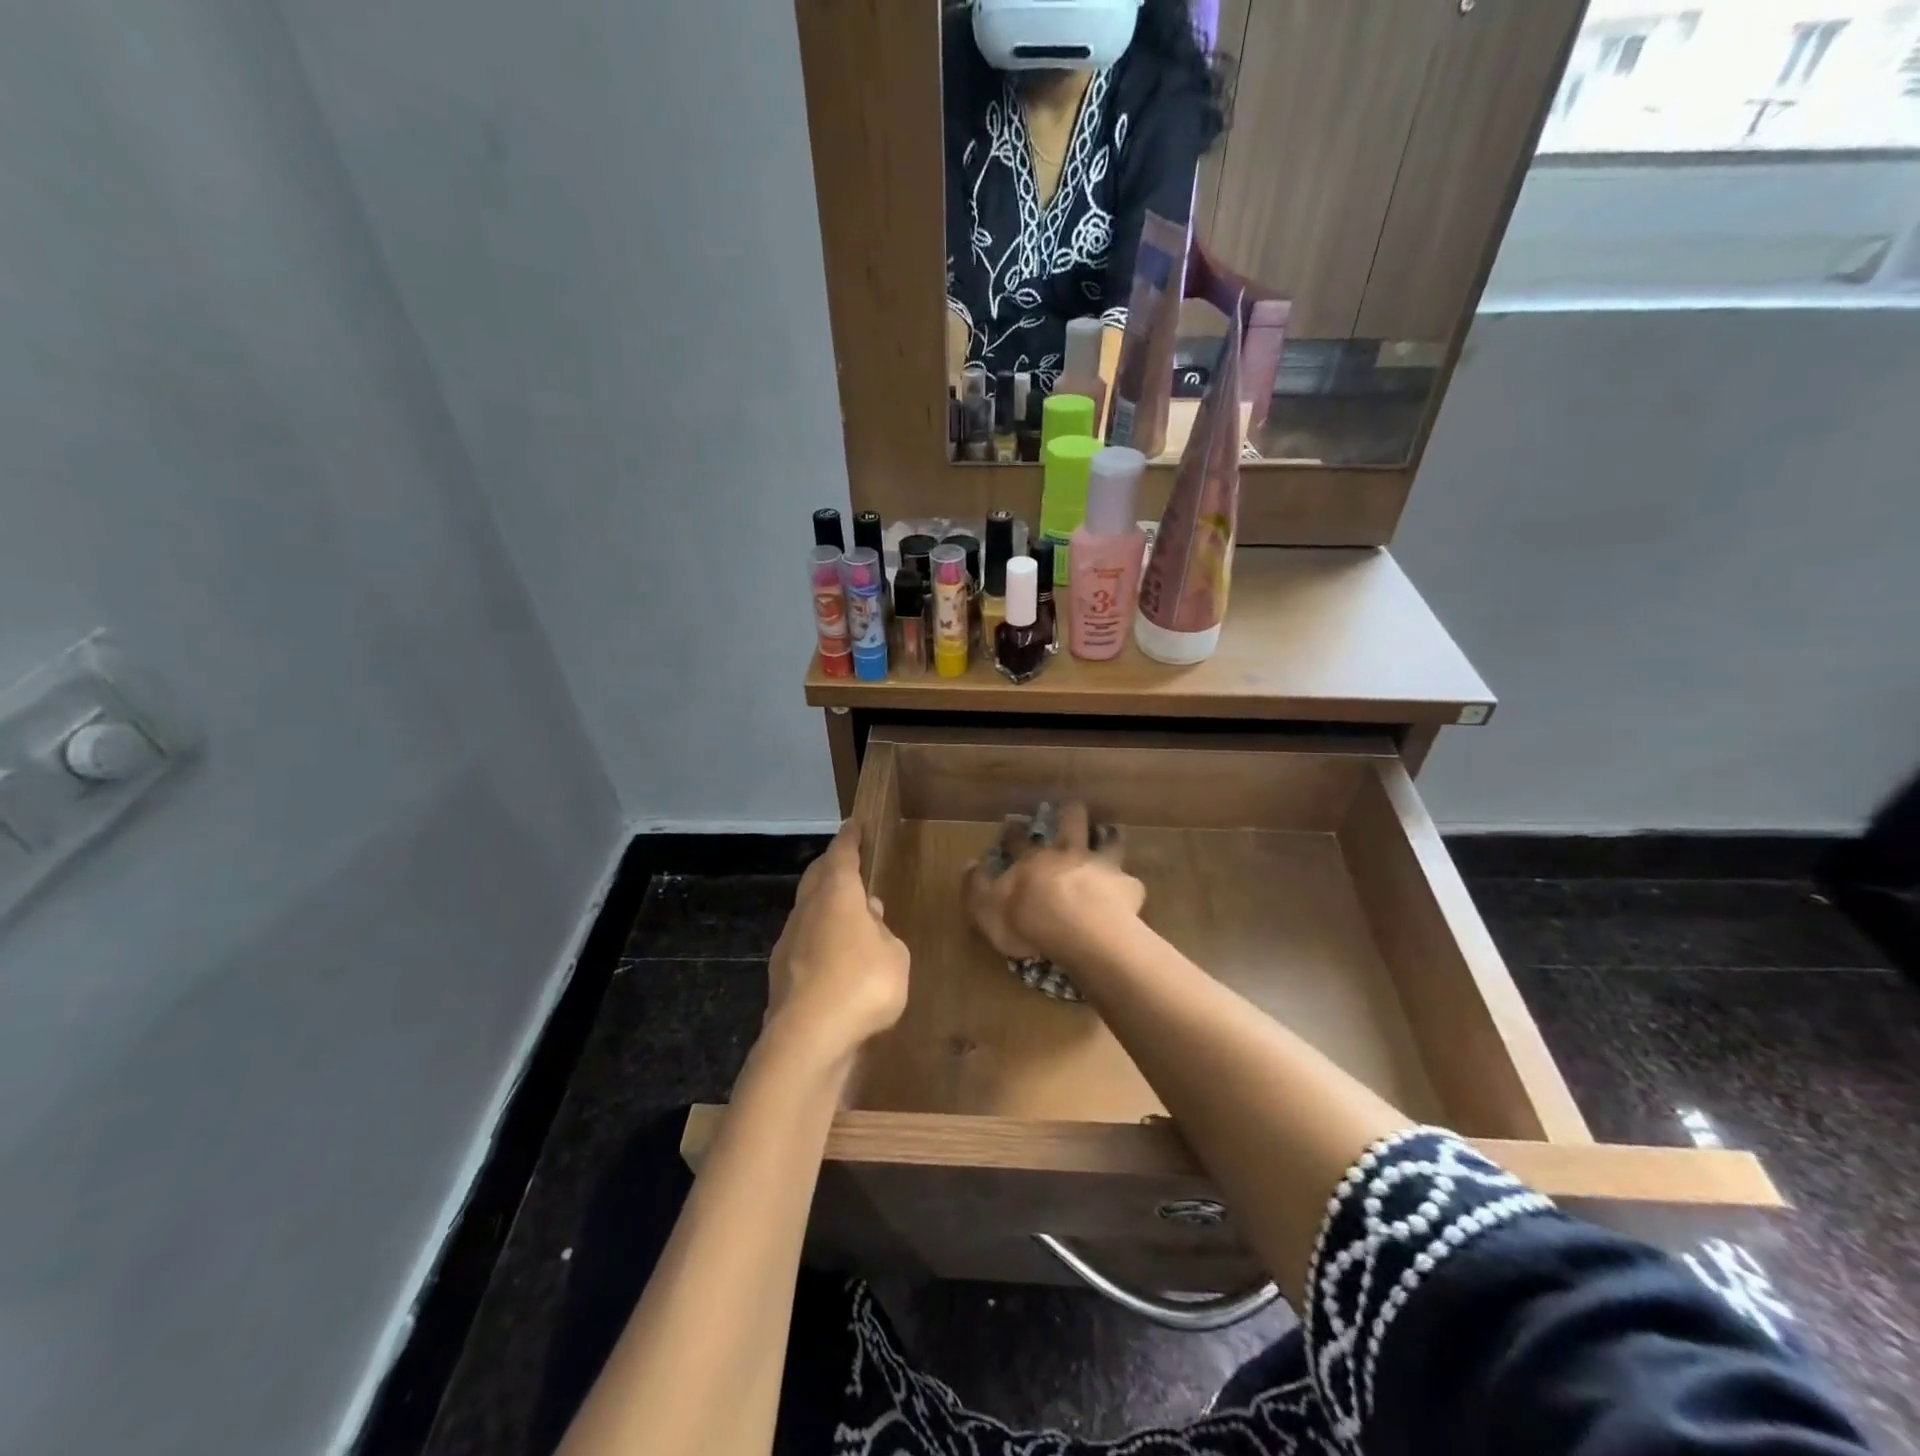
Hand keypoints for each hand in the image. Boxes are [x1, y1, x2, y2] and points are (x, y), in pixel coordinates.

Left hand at [766, 823, 909, 1062]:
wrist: (808, 1039)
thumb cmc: (862, 984)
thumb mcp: (895, 955)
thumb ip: (883, 932)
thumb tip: (869, 917)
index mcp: (837, 893)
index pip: (842, 854)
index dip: (850, 838)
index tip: (855, 824)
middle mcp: (808, 909)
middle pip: (817, 876)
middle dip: (831, 865)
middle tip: (847, 862)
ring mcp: (789, 941)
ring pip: (808, 911)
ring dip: (826, 906)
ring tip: (848, 915)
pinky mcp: (780, 973)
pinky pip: (804, 943)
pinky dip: (819, 940)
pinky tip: (835, 957)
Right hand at [964, 802, 1144, 965]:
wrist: (1080, 931)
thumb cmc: (1028, 922)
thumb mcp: (986, 909)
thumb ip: (975, 887)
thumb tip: (969, 864)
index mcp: (1032, 860)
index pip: (1018, 839)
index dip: (1014, 831)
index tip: (1012, 823)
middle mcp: (1067, 854)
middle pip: (1070, 822)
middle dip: (1069, 813)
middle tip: (1070, 809)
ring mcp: (1100, 866)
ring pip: (1108, 841)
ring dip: (1108, 838)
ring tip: (1110, 835)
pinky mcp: (1126, 886)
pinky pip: (1130, 881)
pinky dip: (1127, 885)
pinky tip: (1128, 890)